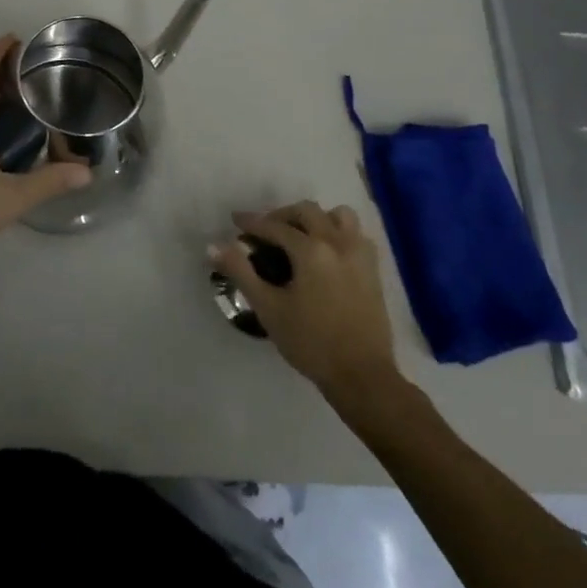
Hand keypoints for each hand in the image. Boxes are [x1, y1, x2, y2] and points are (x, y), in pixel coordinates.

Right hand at [210, 202, 400, 396]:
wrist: (362, 375)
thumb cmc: (311, 342)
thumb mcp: (268, 308)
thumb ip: (240, 272)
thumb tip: (213, 246)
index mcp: (311, 250)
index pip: (275, 226)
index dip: (252, 222)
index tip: (235, 220)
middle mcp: (337, 242)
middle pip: (307, 211)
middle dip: (281, 215)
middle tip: (264, 231)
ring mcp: (359, 254)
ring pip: (338, 215)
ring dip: (316, 219)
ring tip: (300, 236)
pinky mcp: (373, 269)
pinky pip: (355, 234)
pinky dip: (337, 232)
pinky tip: (326, 253)